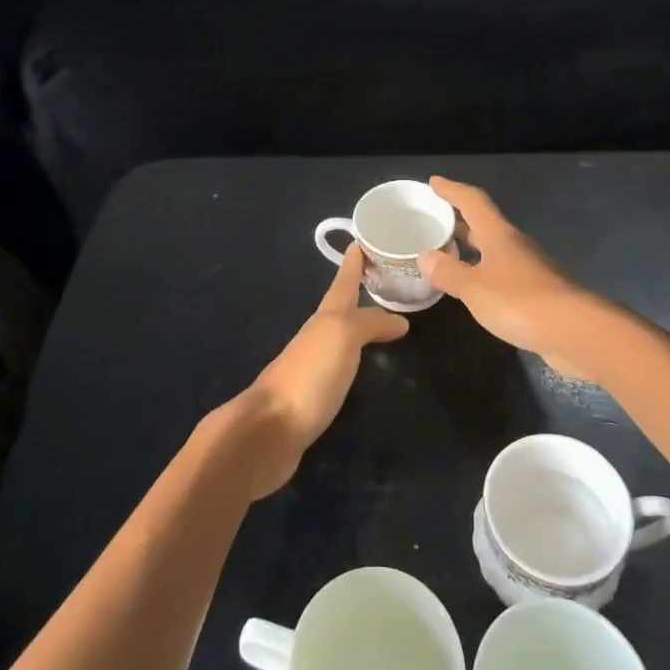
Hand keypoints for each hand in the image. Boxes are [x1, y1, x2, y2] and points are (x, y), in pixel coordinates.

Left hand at [235, 244, 408, 497]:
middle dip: (360, 287)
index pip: (344, 281)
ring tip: (384, 316)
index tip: (363, 238)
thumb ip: (371, 323)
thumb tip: (399, 320)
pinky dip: (356, 353)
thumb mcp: (343, 337)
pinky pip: (342, 362)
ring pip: (341, 333)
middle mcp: (318, 335)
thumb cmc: (309, 375)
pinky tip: (365, 361)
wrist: (269, 431)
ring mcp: (314, 364)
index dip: (354, 261)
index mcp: (326, 317)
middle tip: (386, 276)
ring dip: (360, 321)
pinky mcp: (315, 393)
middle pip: (342, 305)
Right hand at [419, 176, 600, 378]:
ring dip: (471, 246)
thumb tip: (425, 256)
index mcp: (499, 234)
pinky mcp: (537, 292)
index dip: (452, 190)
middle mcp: (515, 245)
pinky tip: (474, 285)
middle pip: (484, 223)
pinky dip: (483, 271)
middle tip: (434, 219)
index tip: (434, 182)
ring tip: (447, 251)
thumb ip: (449, 272)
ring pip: (494, 248)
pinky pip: (502, 272)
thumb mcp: (474, 287)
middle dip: (459, 219)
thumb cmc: (520, 301)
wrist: (576, 331)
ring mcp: (529, 268)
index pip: (473, 201)